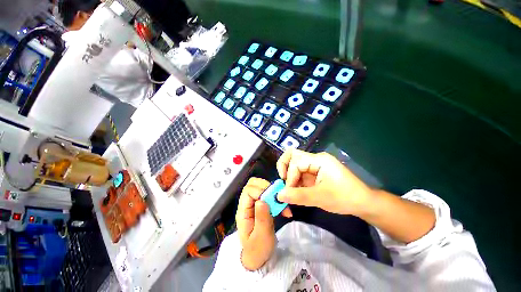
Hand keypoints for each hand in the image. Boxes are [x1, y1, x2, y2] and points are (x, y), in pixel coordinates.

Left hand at [235, 178, 276, 269]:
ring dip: (272, 192)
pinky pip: (268, 195)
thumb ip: (261, 218)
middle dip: (266, 187)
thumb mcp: (261, 237)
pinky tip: (284, 209)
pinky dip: (276, 198)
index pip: (248, 191)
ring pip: (261, 187)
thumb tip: (262, 200)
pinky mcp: (262, 205)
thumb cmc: (258, 250)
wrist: (258, 257)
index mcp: (243, 211)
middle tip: (277, 197)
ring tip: (281, 204)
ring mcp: (254, 203)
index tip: (272, 199)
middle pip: (253, 184)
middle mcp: (247, 204)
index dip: (260, 191)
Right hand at [276, 149, 373, 216]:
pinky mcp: (314, 173)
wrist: (363, 203)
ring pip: (294, 166)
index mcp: (319, 160)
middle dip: (285, 169)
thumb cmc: (345, 198)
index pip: (296, 161)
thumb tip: (278, 195)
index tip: (290, 191)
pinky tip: (297, 192)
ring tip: (291, 191)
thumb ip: (298, 196)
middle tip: (285, 183)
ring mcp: (314, 166)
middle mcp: (315, 159)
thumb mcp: (320, 198)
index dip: (290, 175)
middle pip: (292, 156)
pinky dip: (295, 182)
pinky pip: (299, 174)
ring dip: (290, 178)